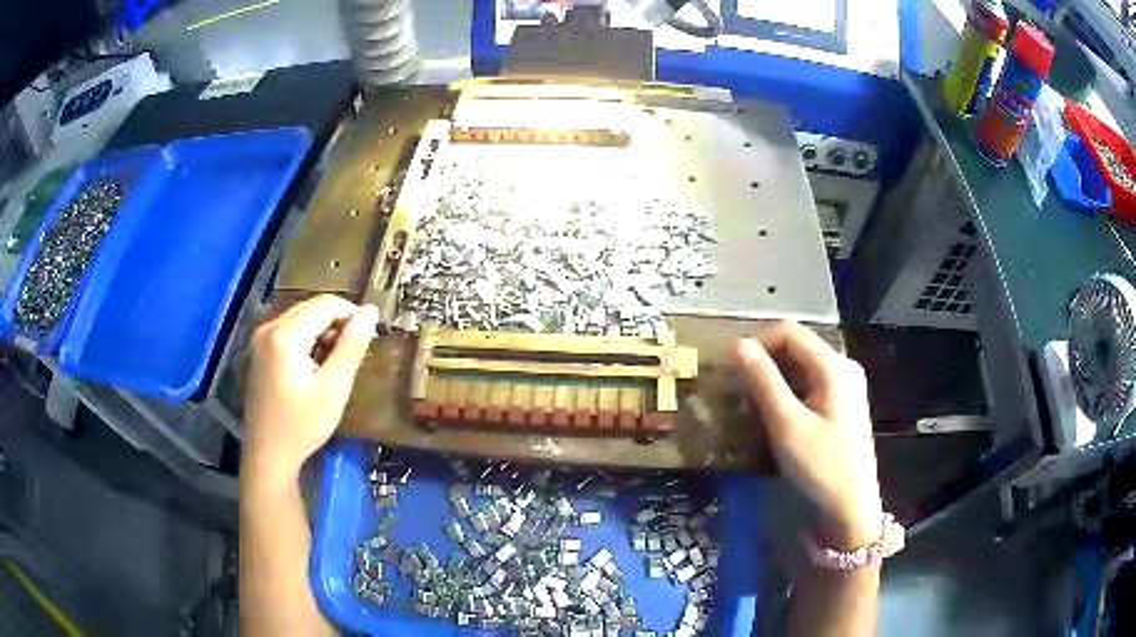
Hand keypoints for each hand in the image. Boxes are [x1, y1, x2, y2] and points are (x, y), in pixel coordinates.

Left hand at [244, 295, 378, 480]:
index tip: (369, 337)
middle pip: (311, 307)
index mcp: (286, 335)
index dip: (352, 313)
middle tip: (354, 352)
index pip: (326, 304)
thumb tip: (370, 311)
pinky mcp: (259, 350)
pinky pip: (289, 330)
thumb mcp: (334, 387)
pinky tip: (314, 365)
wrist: (268, 453)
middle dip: (337, 322)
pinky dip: (307, 339)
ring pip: (301, 317)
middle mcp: (269, 327)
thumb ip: (352, 346)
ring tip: (335, 362)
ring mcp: (261, 338)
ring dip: (322, 330)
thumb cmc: (303, 425)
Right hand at [733, 321, 882, 548]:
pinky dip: (786, 394)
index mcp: (834, 366)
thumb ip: (764, 382)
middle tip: (736, 391)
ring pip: (800, 368)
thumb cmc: (821, 466)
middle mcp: (843, 367)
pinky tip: (772, 416)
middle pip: (796, 348)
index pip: (790, 333)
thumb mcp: (787, 425)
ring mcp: (845, 386)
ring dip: (772, 381)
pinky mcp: (841, 405)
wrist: (851, 508)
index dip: (757, 342)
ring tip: (748, 407)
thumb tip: (738, 345)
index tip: (730, 369)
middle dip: (763, 364)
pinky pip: (809, 386)